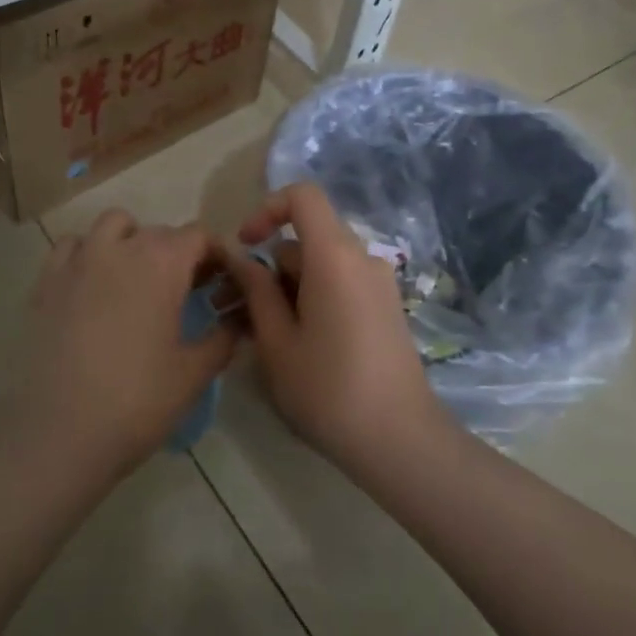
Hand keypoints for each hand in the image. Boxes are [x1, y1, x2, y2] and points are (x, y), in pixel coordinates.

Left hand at [13, 209, 237, 480]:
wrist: (61, 435)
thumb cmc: (138, 401)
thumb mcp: (195, 373)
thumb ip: (224, 337)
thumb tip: (238, 319)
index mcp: (162, 263)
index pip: (198, 236)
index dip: (216, 255)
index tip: (221, 283)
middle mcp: (120, 248)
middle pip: (159, 232)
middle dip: (178, 253)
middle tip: (187, 292)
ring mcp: (78, 262)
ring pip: (112, 226)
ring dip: (131, 241)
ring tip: (137, 280)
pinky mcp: (46, 283)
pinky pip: (71, 248)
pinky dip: (88, 254)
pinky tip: (93, 288)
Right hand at [223, 184, 443, 471]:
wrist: (399, 439)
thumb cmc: (328, 389)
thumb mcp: (277, 341)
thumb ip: (256, 291)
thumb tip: (242, 259)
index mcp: (335, 256)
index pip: (303, 196)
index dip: (267, 209)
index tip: (245, 245)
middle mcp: (362, 258)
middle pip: (307, 239)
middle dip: (268, 266)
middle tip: (236, 309)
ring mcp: (378, 284)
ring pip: (321, 266)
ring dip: (287, 288)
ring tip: (261, 335)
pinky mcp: (385, 308)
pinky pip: (340, 285)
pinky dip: (312, 299)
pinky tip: (296, 344)